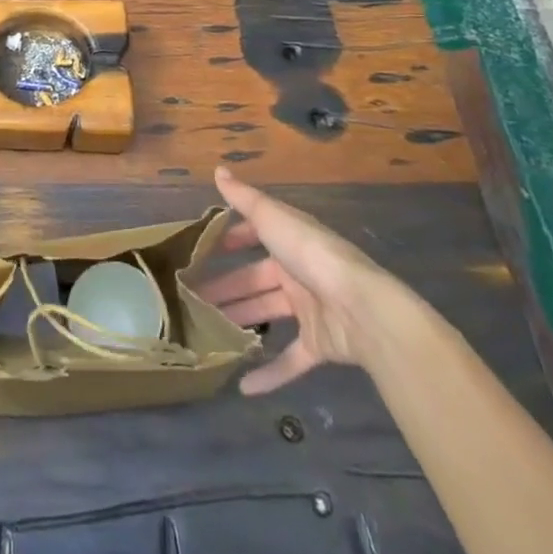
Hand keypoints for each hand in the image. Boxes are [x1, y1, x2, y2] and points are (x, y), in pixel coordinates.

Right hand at [199, 167, 413, 392]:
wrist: (361, 308)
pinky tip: (242, 385)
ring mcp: (309, 309)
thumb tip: (218, 169)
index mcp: (288, 240)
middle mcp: (297, 272)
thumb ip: (244, 198)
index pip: (254, 234)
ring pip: (266, 314)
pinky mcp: (318, 344)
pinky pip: (290, 360)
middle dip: (225, 287)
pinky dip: (269, 373)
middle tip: (191, 299)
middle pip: (254, 279)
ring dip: (239, 322)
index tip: (202, 251)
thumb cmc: (312, 255)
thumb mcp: (273, 219)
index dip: (230, 240)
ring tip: (204, 334)